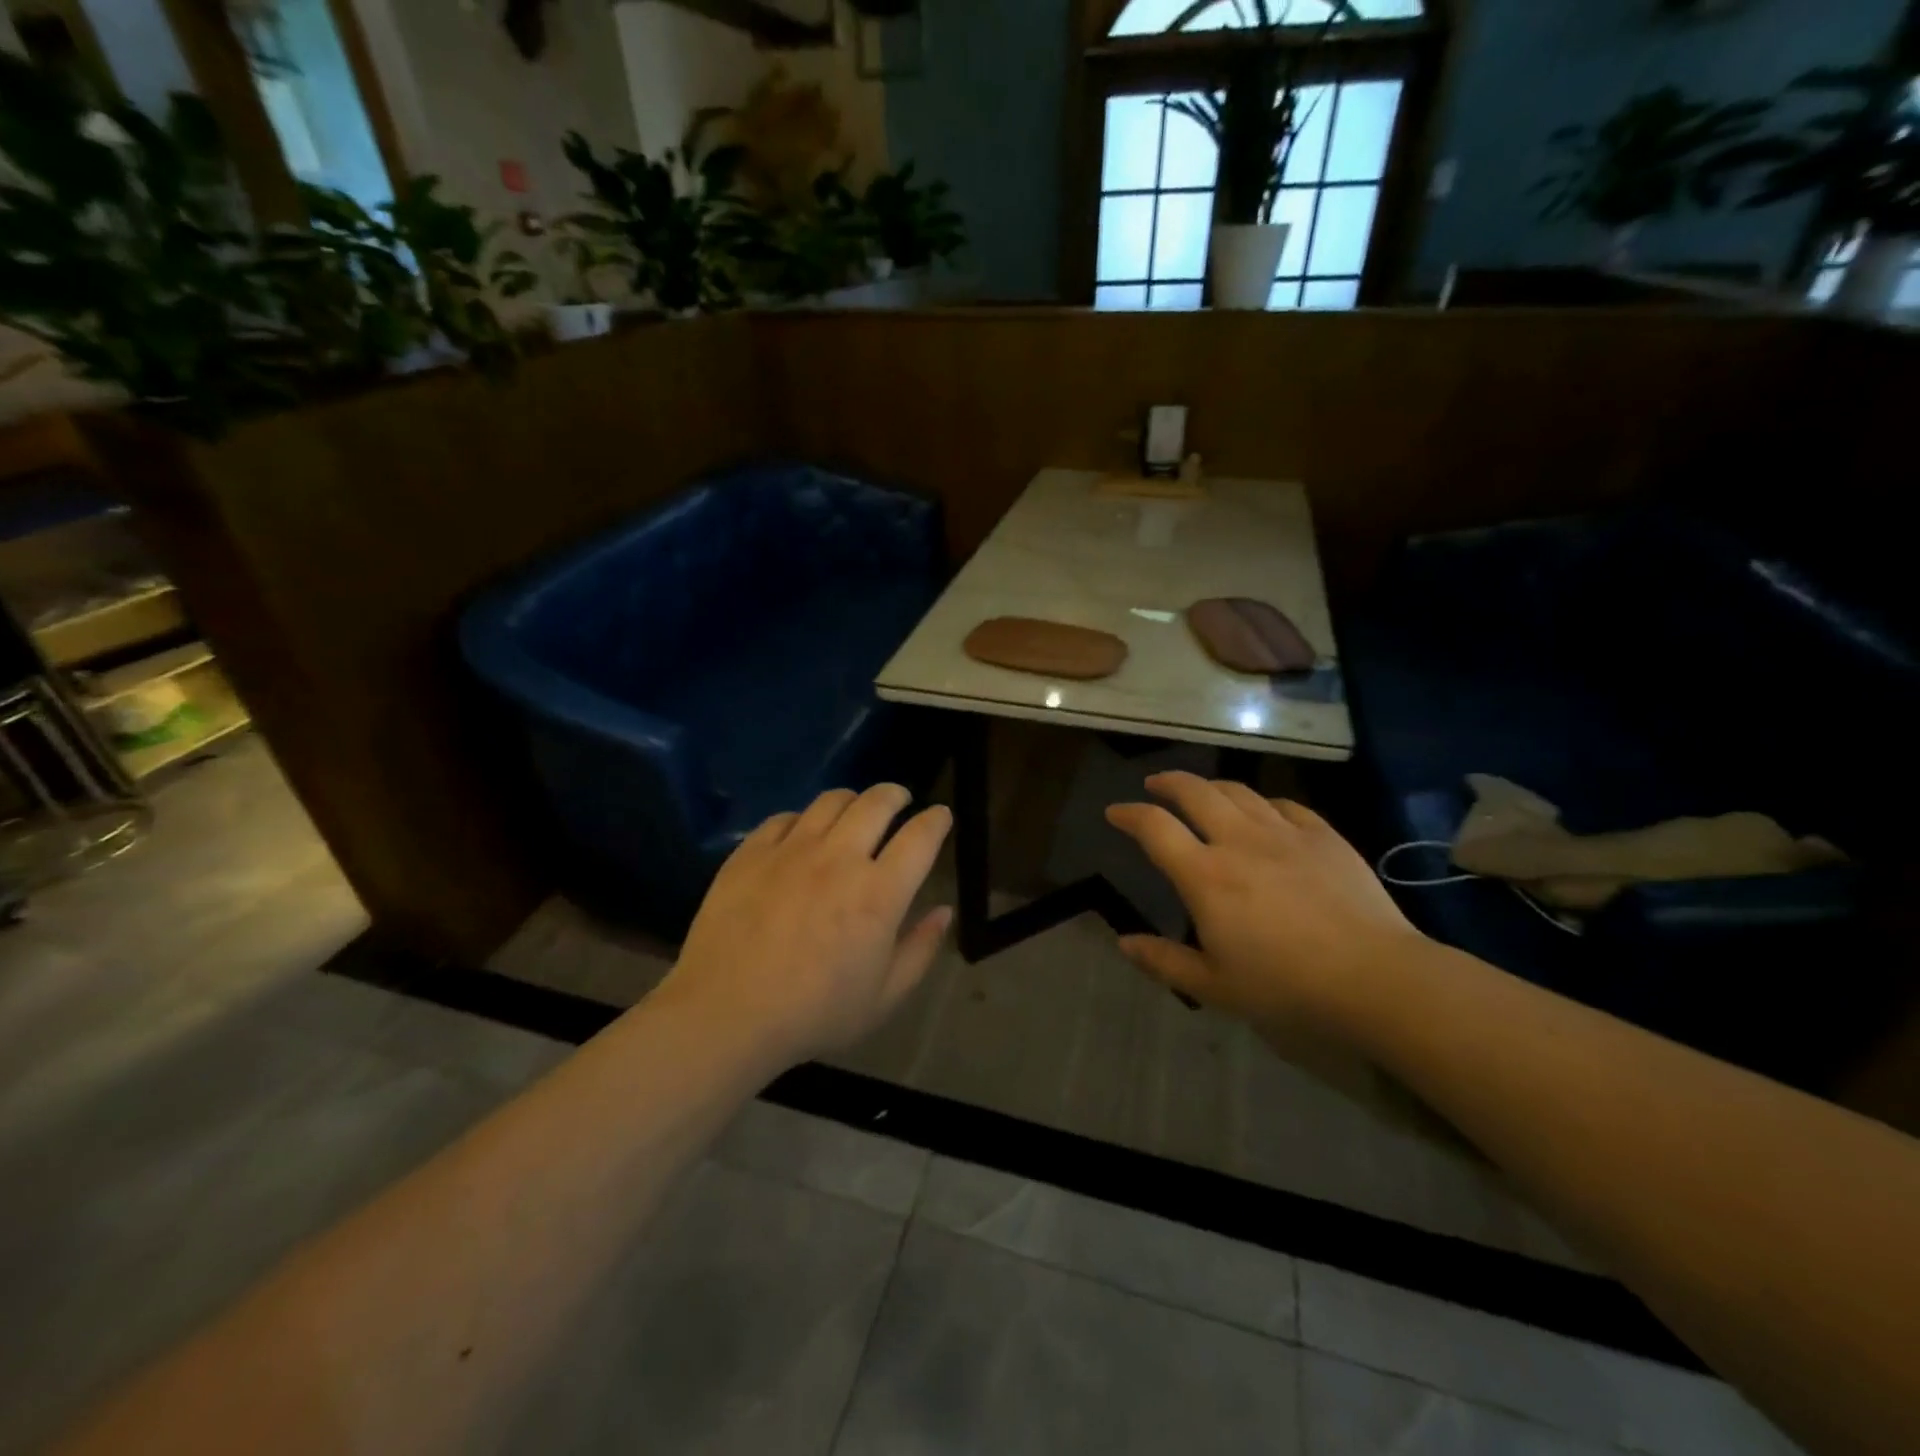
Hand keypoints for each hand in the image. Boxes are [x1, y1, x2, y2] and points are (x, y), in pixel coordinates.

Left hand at [663, 784, 953, 1067]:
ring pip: (831, 801)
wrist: (725, 1015)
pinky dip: (803, 819)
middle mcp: (839, 858)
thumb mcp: (884, 997)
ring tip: (853, 812)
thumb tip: (943, 911)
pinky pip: (784, 818)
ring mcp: (791, 850)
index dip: (937, 820)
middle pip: (877, 802)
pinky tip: (801, 835)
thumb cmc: (813, 1014)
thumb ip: (920, 949)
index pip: (920, 837)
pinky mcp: (751, 853)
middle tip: (899, 801)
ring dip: (853, 800)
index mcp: (879, 894)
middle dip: (896, 795)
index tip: (940, 816)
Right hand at [1105, 772, 1424, 1035]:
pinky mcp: (1323, 836)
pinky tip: (1262, 811)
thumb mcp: (1215, 986)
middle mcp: (1238, 841)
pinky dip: (1262, 802)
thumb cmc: (1287, 987)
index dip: (1129, 814)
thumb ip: (1164, 961)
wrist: (1375, 978)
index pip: (1154, 827)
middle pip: (1194, 792)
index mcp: (1205, 875)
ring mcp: (1284, 833)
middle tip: (1155, 784)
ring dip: (1211, 786)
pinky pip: (1283, 804)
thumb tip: (1123, 942)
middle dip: (1168, 782)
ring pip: (1238, 791)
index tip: (1115, 813)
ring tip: (1202, 792)